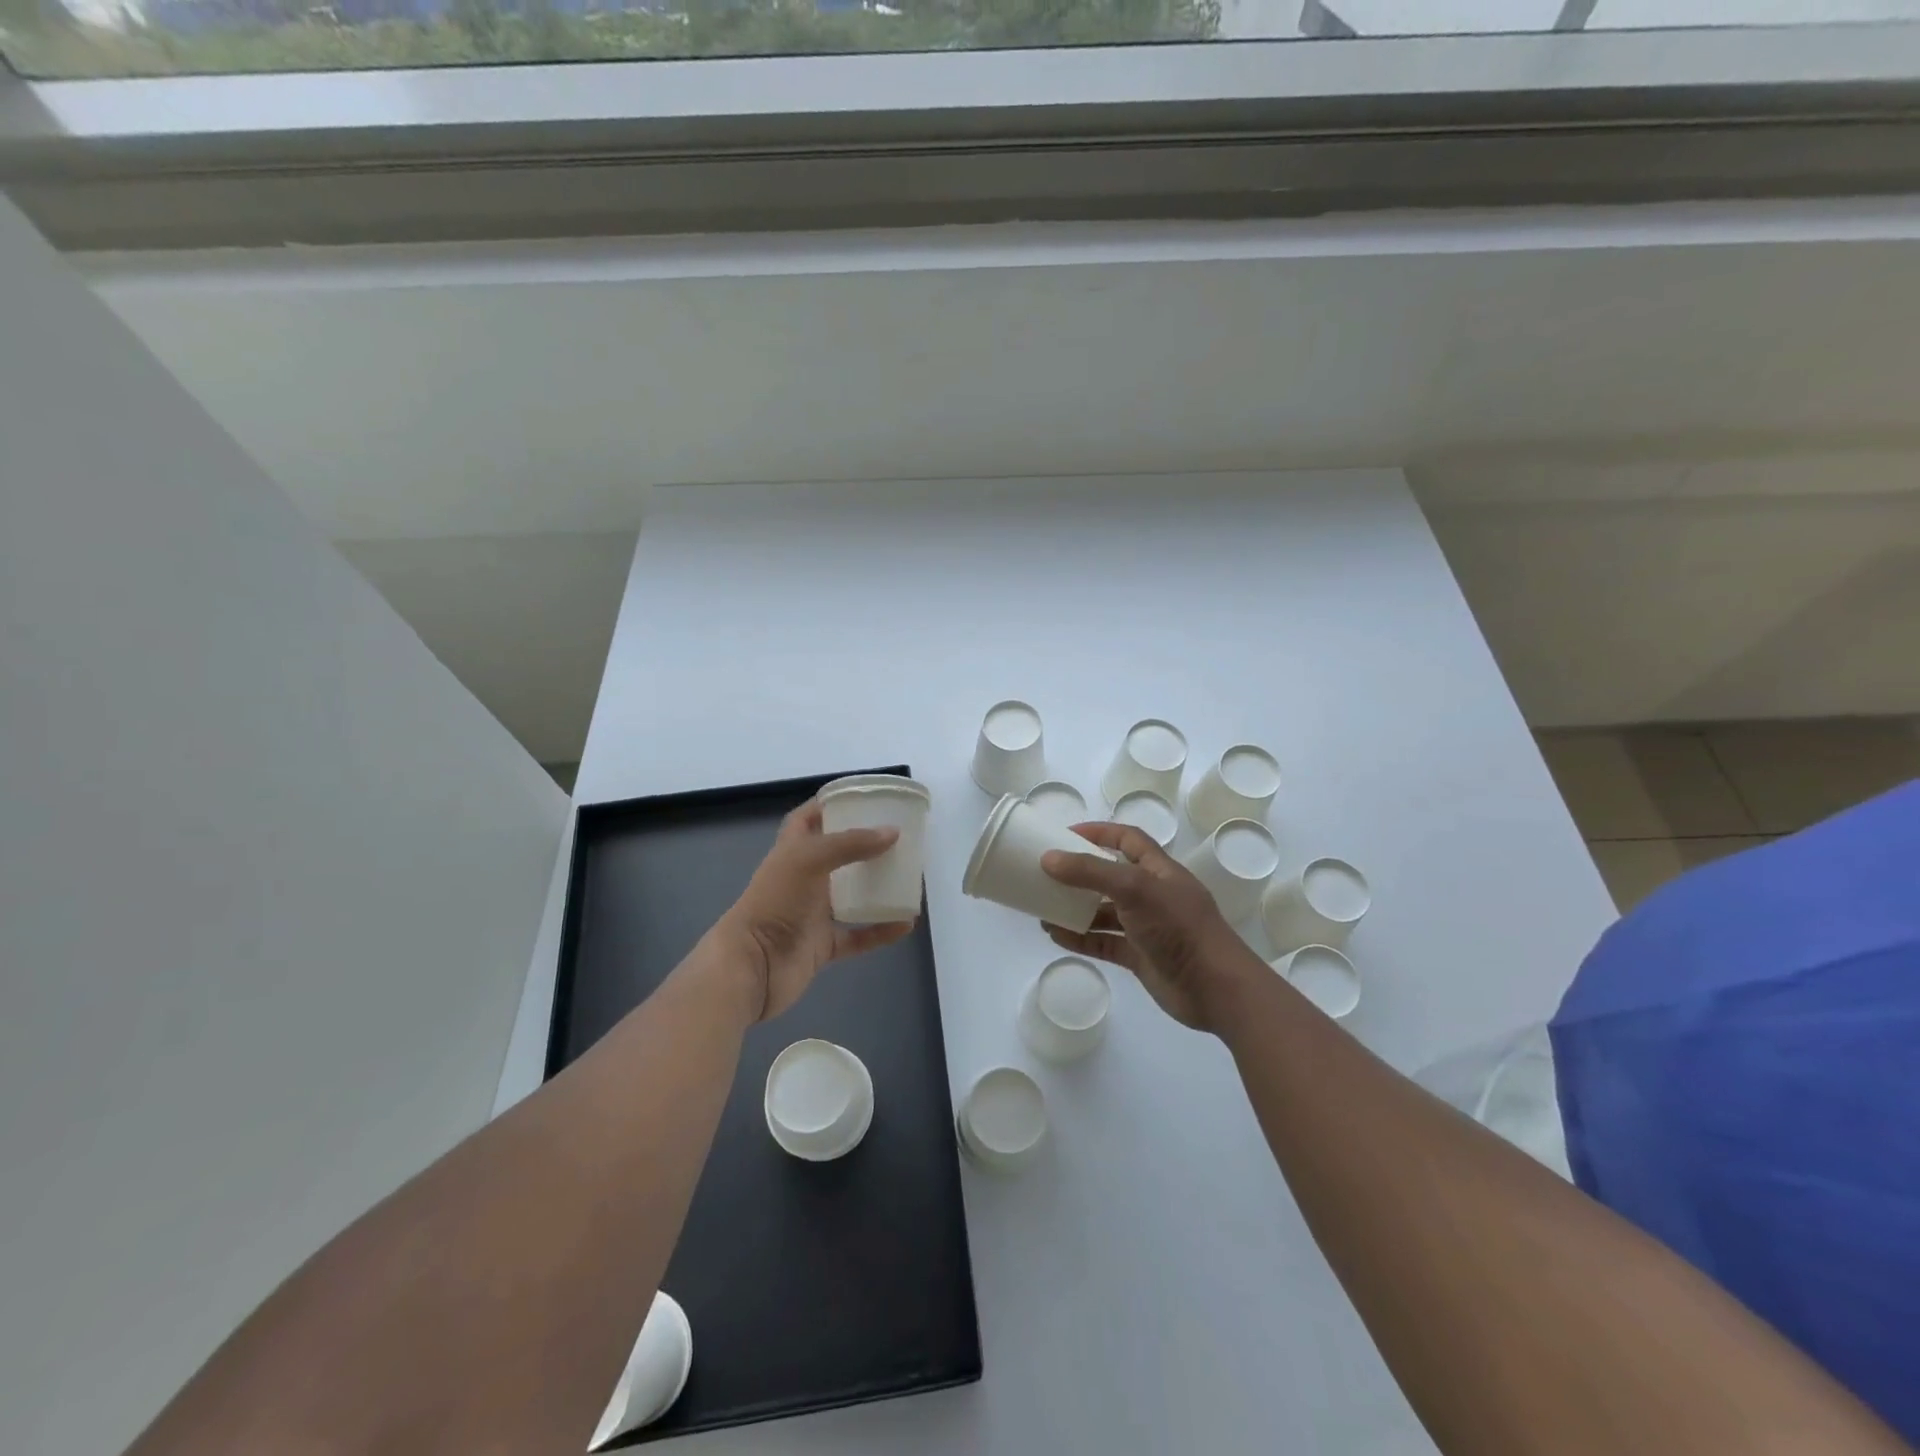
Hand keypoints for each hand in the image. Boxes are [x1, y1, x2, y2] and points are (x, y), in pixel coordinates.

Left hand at [717, 800, 915, 1021]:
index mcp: (792, 852)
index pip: (807, 820)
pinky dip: (881, 930)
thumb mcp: (809, 859)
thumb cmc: (775, 902)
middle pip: (836, 856)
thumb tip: (892, 833)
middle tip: (897, 837)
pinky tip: (906, 923)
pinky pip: (858, 935)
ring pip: (850, 896)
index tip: (861, 800)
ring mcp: (812, 914)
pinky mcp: (822, 945)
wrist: (752, 966)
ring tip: (908, 877)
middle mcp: (802, 879)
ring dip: (877, 888)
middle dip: (864, 846)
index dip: (829, 806)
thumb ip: (851, 844)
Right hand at [1041, 822, 1255, 1032]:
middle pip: (1111, 876)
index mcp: (1159, 870)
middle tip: (1047, 874)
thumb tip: (1048, 858)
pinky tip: (1056, 936)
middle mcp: (1153, 895)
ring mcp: (1147, 927)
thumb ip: (1091, 872)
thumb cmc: (1179, 927)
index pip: (1127, 839)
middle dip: (1080, 874)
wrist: (1215, 988)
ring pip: (1104, 912)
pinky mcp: (1140, 956)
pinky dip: (1081, 938)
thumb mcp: (1134, 889)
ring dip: (1075, 909)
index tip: (1065, 834)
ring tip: (1043, 910)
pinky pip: (1104, 942)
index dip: (1099, 832)